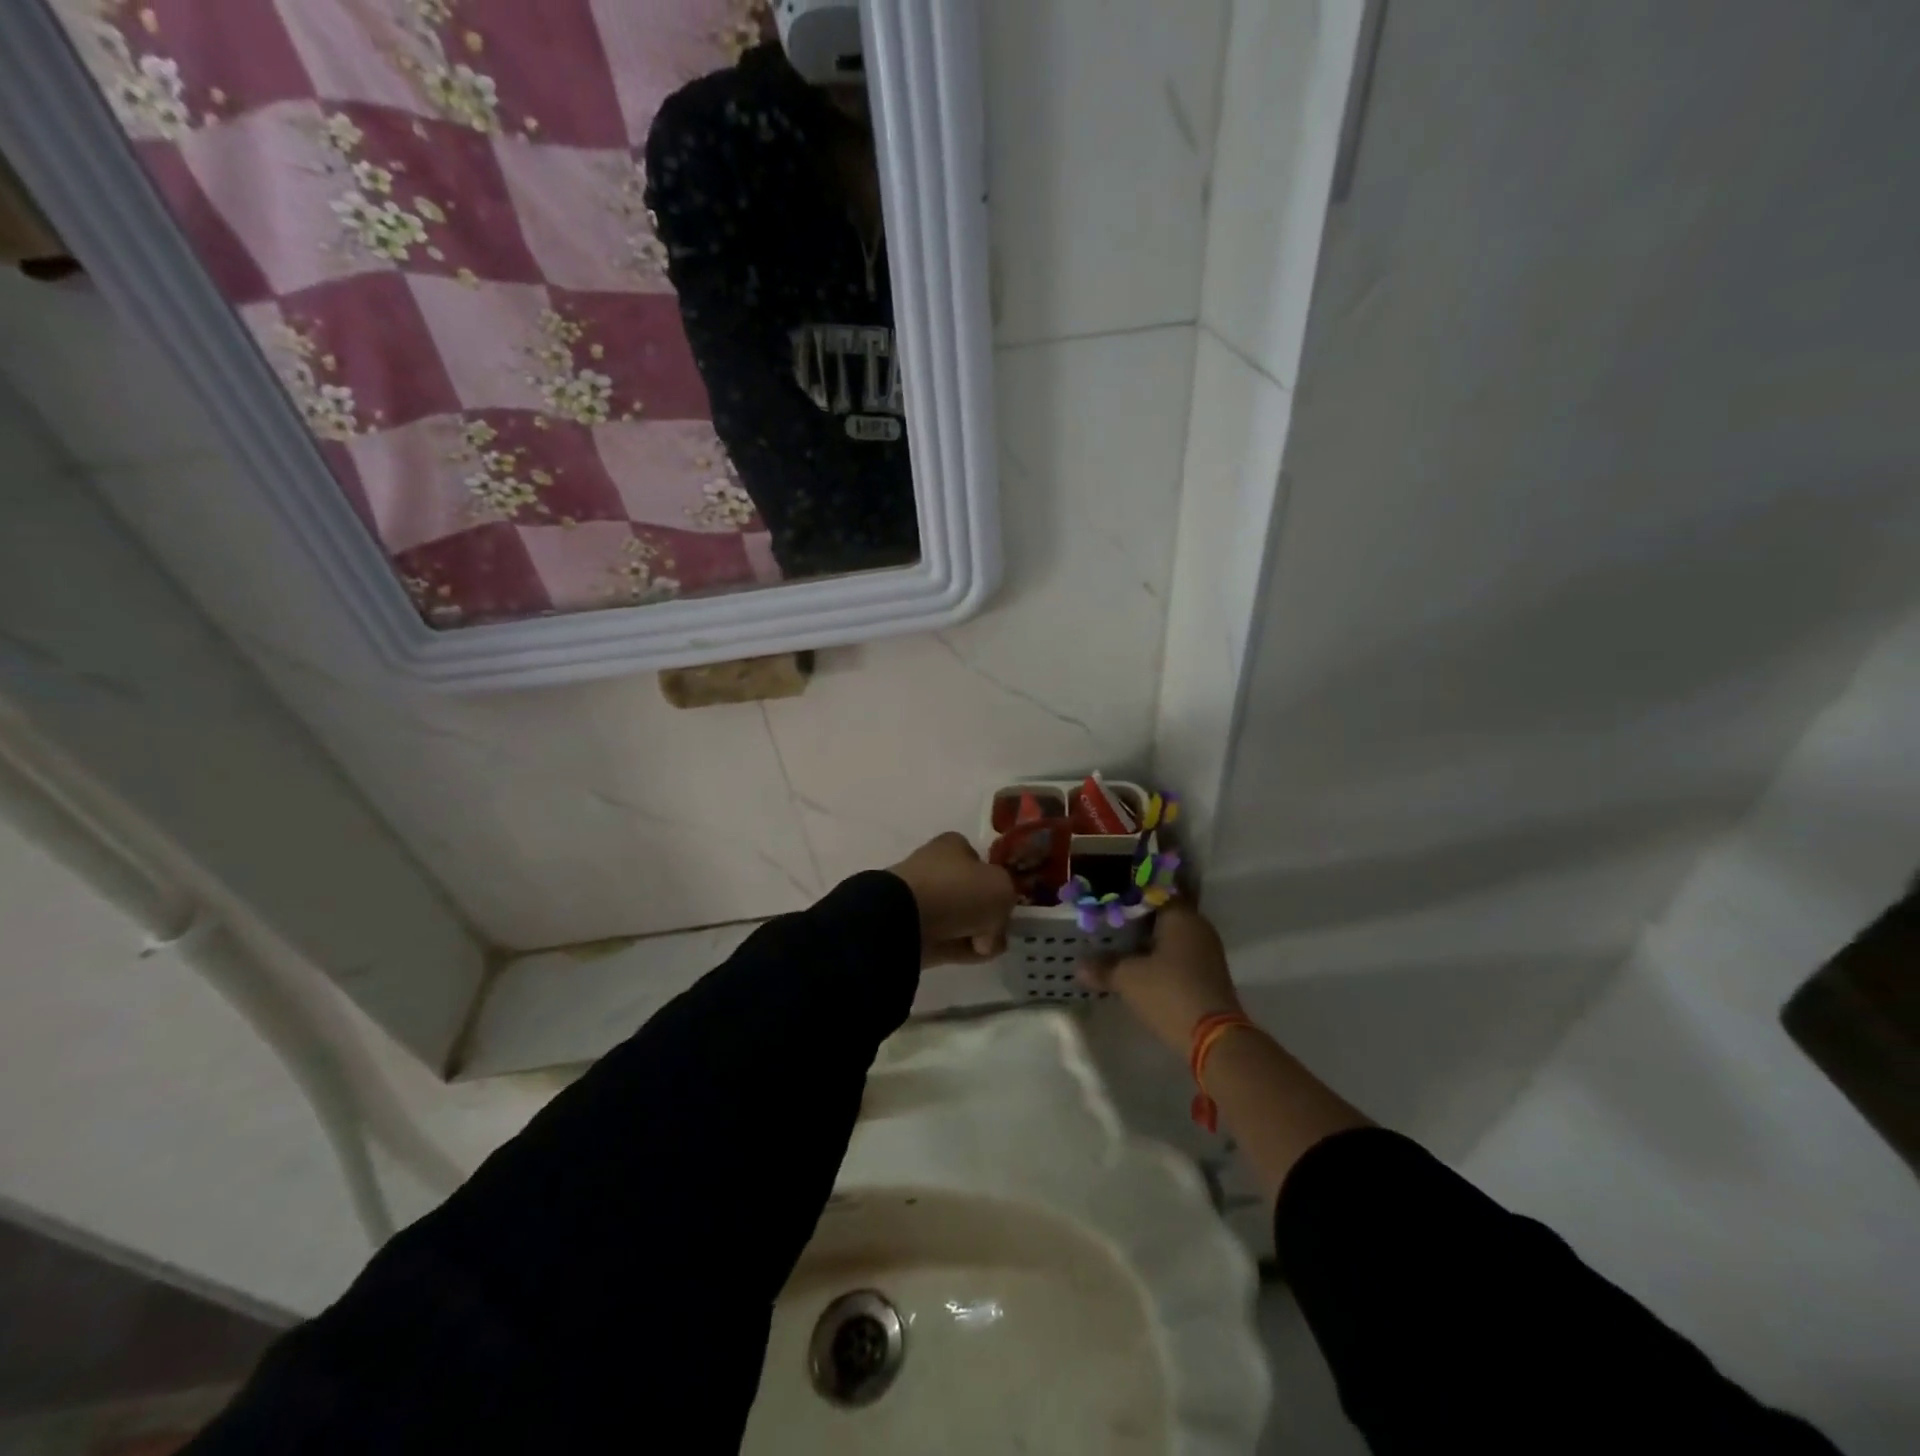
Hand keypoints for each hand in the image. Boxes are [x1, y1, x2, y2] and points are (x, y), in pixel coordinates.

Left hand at [887, 833, 1016, 966]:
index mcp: (953, 845)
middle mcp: (935, 867)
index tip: (1007, 904)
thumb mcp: (1002, 889)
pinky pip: (945, 939)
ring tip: (986, 948)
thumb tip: (990, 929)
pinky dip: (959, 948)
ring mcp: (921, 898)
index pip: (980, 861)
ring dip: (974, 933)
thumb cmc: (958, 890)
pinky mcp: (911, 927)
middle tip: (998, 931)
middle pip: (970, 893)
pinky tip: (972, 956)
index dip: (996, 883)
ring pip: (958, 918)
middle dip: (986, 914)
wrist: (906, 917)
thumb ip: (1006, 903)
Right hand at [1080, 900, 1241, 1054]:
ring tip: (1116, 946)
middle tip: (1106, 924)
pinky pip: (1178, 956)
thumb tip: (1078, 966)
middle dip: (1135, 921)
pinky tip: (1138, 967)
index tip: (1106, 903)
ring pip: (1170, 937)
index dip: (1127, 897)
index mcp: (1181, 915)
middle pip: (1161, 915)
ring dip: (1146, 942)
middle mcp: (1197, 927)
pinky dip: (1159, 958)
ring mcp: (1206, 952)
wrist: (1213, 1038)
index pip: (1152, 893)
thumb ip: (1103, 967)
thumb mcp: (1128, 978)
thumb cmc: (1168, 992)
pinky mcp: (1208, 975)